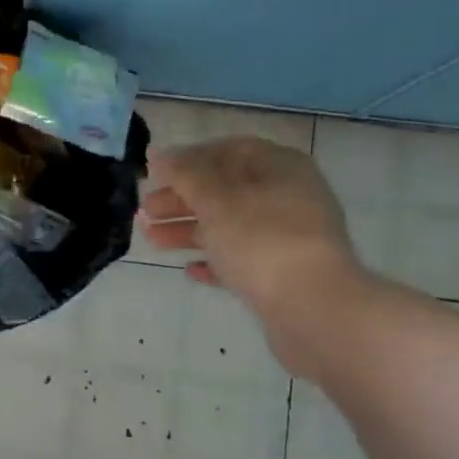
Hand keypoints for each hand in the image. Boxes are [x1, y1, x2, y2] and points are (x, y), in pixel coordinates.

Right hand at [140, 137, 371, 373]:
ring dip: (189, 230)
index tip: (156, 174)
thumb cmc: (261, 241)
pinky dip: (214, 261)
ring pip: (230, 226)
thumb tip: (159, 154)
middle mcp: (289, 197)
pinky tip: (189, 271)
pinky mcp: (284, 275)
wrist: (314, 309)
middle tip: (145, 211)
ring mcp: (289, 238)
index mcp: (281, 167)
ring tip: (151, 240)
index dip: (190, 159)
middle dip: (183, 199)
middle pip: (227, 190)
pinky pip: (242, 260)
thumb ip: (185, 174)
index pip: (230, 150)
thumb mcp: (216, 199)